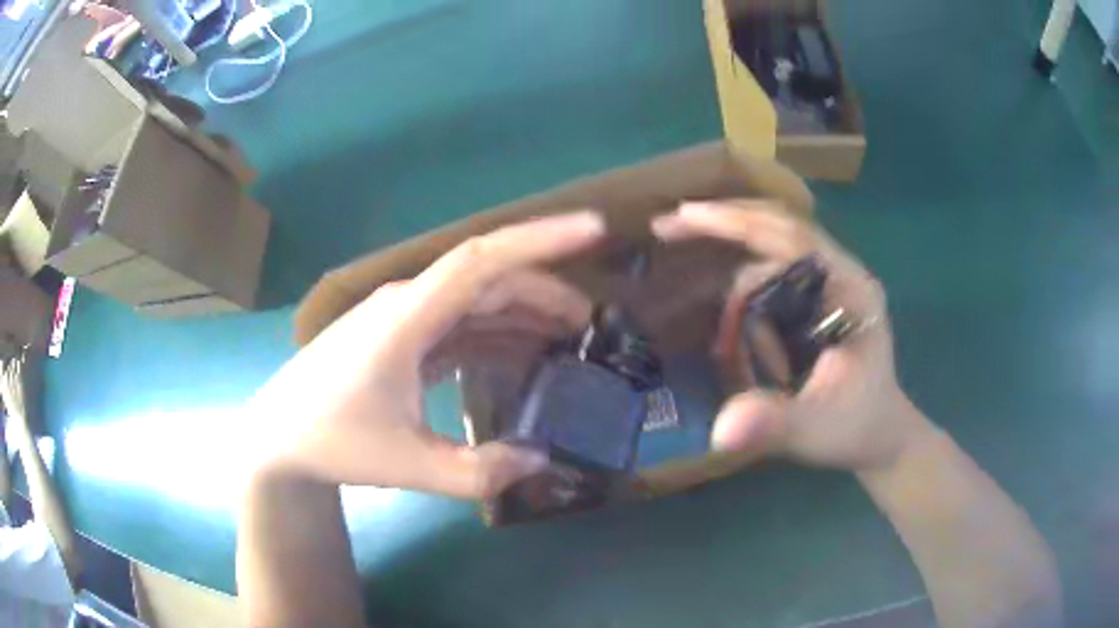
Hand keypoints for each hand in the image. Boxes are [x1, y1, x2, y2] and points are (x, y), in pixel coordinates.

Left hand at [248, 212, 605, 497]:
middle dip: (546, 294)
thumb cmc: (333, 442)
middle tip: (592, 325)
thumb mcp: (408, 466)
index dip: (541, 239)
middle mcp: (408, 304)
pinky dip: (496, 335)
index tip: (594, 230)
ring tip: (568, 341)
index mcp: (408, 318)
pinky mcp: (402, 337)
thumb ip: (478, 471)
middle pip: (489, 280)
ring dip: (524, 314)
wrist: (280, 437)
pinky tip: (521, 357)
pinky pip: (459, 325)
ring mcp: (404, 319)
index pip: (482, 260)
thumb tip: (541, 460)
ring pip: (476, 301)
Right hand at [652, 201, 927, 471]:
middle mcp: (841, 272)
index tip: (685, 216)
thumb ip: (774, 424)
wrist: (881, 435)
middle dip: (722, 224)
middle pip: (777, 225)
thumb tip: (720, 427)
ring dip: (734, 280)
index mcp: (850, 289)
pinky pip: (772, 273)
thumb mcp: (816, 429)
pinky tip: (730, 324)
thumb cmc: (855, 427)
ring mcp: (830, 281)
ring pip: (771, 252)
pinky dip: (743, 290)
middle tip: (667, 228)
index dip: (737, 221)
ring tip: (717, 339)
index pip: (791, 234)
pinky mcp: (818, 296)